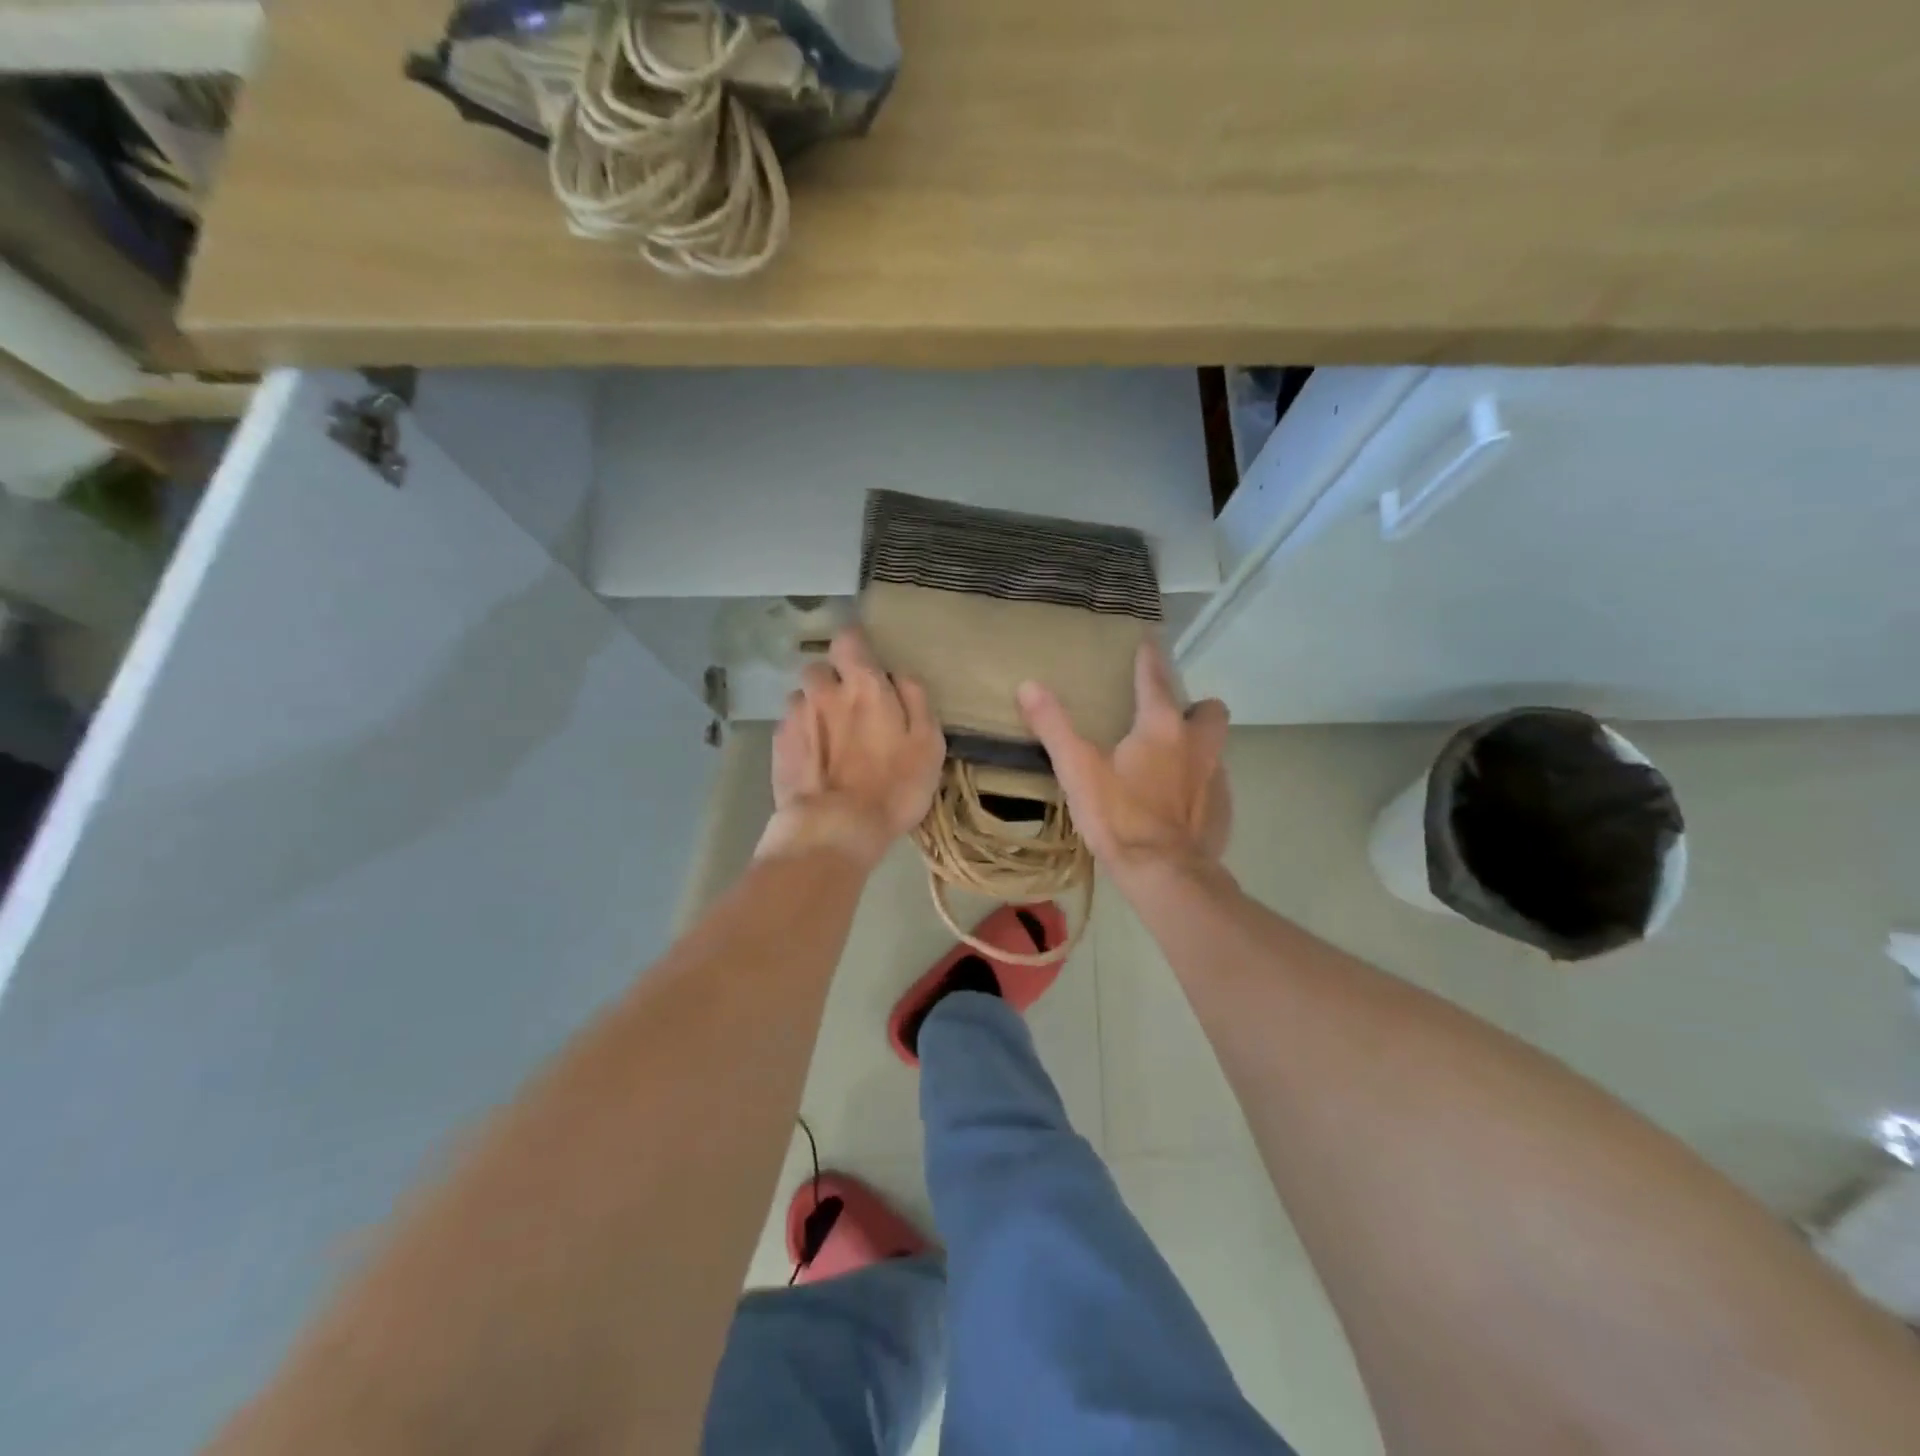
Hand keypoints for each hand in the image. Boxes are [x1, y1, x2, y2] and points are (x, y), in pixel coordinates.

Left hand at [756, 628, 946, 866]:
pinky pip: (789, 726)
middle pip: (819, 668)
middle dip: (831, 680)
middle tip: (848, 707)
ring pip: (801, 697)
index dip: (855, 645)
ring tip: (828, 738)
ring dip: (813, 708)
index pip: (849, 638)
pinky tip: (813, 760)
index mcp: (863, 685)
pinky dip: (801, 735)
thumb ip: (916, 701)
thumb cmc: (893, 787)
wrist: (835, 829)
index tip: (863, 661)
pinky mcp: (778, 745)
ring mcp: (795, 717)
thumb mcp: (928, 744)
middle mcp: (823, 691)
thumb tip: (899, 675)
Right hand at [1017, 640, 1231, 877]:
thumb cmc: (1119, 816)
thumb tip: (1028, 685)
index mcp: (1162, 726)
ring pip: (1213, 748)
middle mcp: (1198, 745)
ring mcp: (1215, 778)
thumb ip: (1053, 726)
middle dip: (1193, 708)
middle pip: (1209, 710)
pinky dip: (1197, 786)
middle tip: (1165, 720)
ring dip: (1195, 747)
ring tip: (1166, 763)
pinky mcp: (1222, 810)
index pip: (1156, 678)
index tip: (1149, 643)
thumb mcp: (1077, 769)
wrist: (1165, 874)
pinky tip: (1174, 804)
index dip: (1150, 658)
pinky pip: (1213, 785)